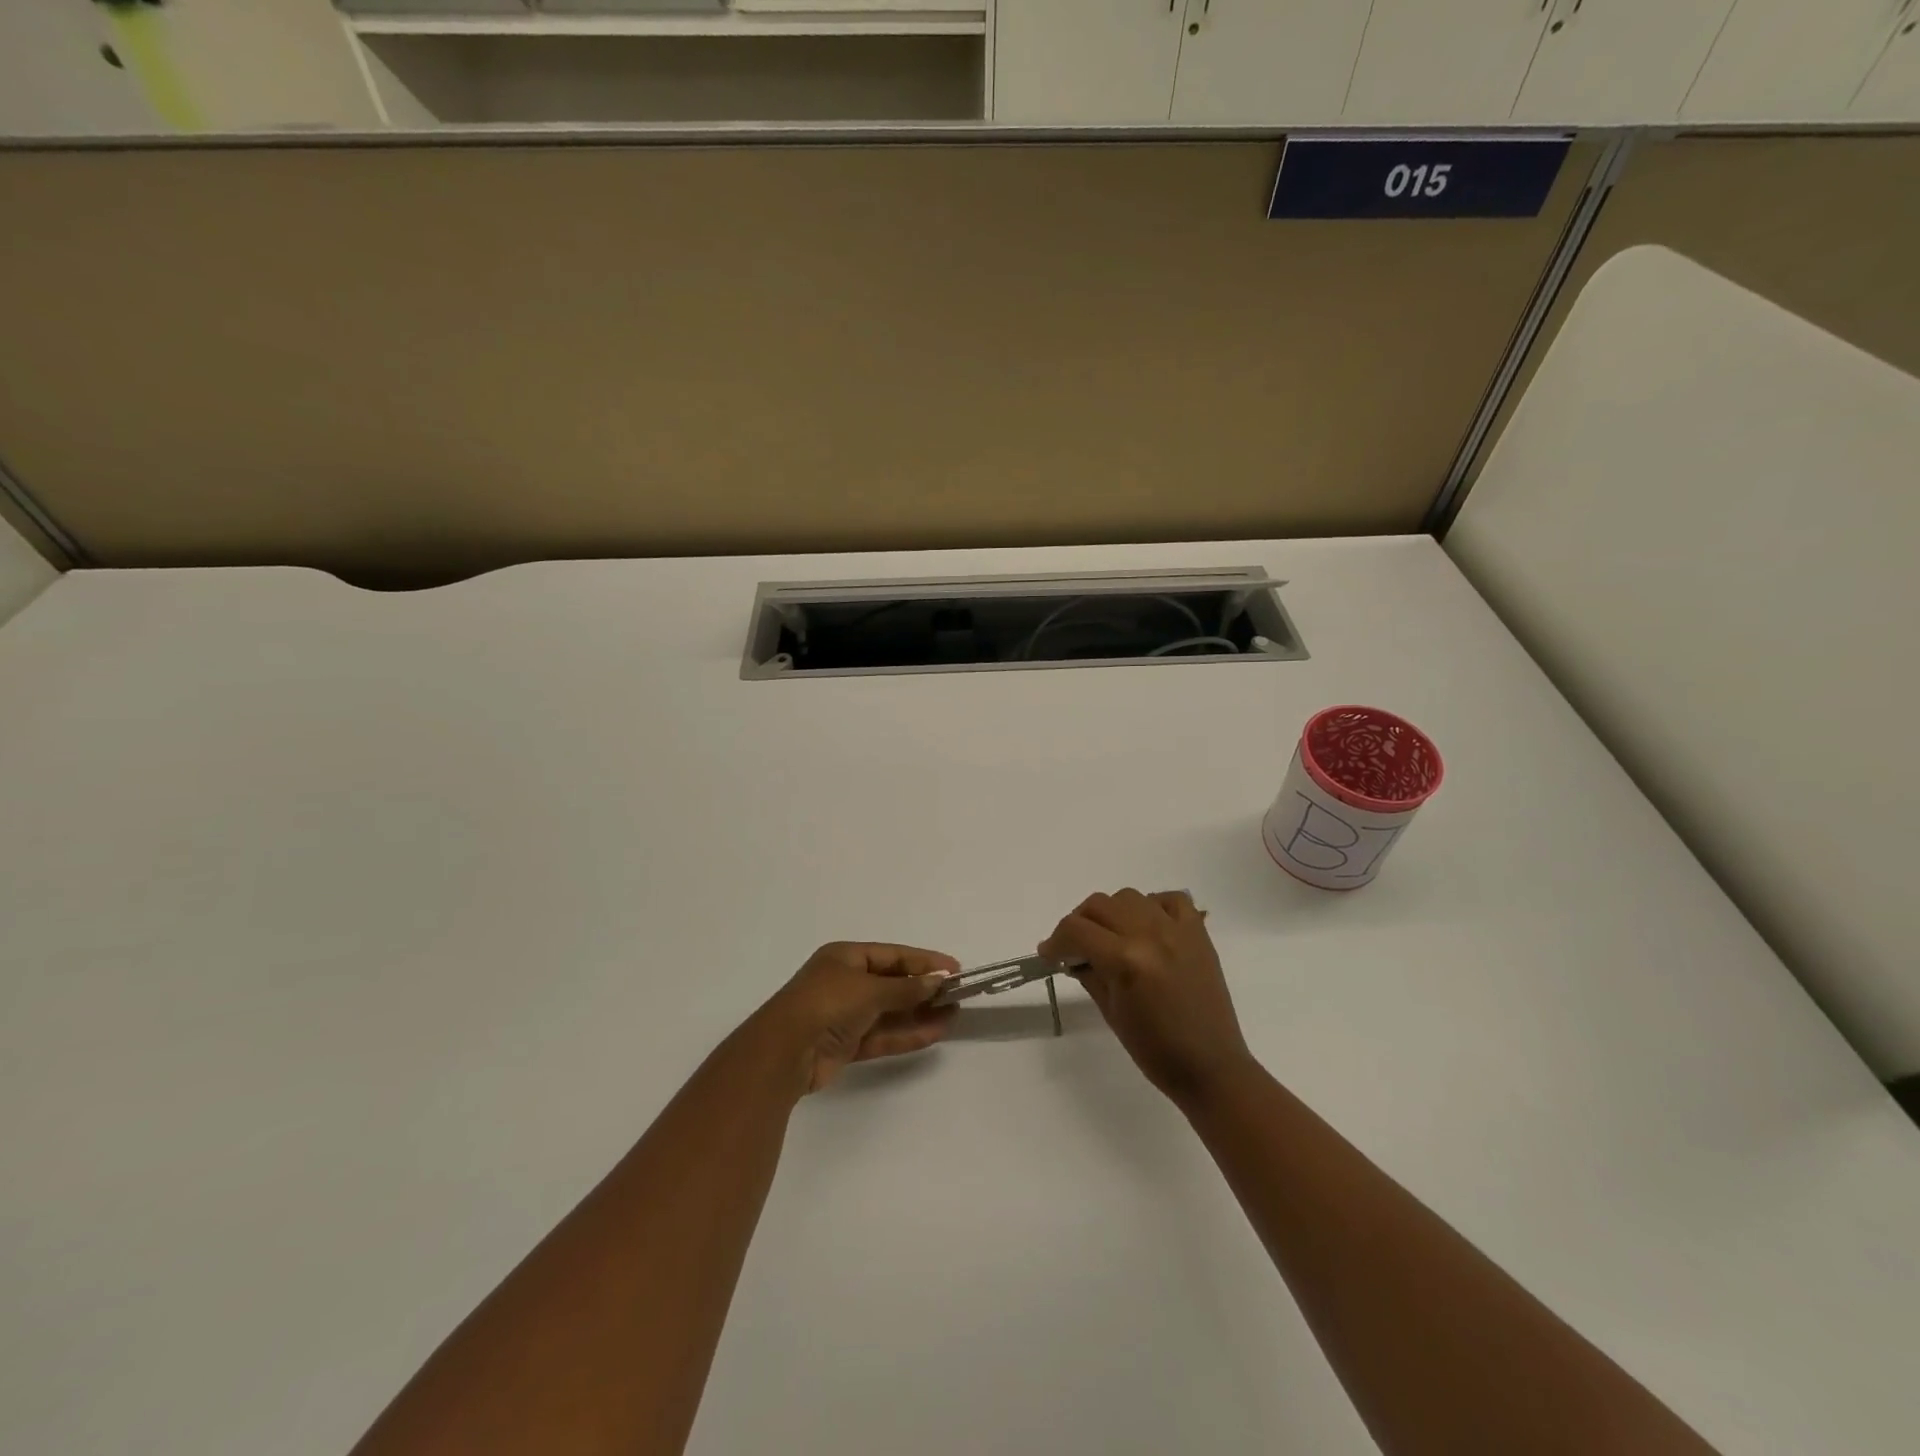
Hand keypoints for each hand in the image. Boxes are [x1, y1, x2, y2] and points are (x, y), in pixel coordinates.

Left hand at [754, 942, 959, 1094]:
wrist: (784, 1052)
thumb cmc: (826, 1003)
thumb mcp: (869, 989)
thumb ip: (906, 988)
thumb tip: (938, 981)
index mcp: (845, 957)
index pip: (893, 955)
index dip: (924, 961)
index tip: (954, 969)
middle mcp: (845, 982)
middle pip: (893, 983)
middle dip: (924, 989)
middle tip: (957, 994)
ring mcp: (846, 1015)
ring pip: (890, 1011)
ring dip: (920, 1013)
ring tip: (954, 1014)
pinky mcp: (847, 1044)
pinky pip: (883, 1035)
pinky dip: (907, 1034)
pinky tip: (935, 1033)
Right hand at [1040, 889, 1255, 1108]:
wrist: (1211, 1067)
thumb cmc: (1155, 1050)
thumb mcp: (1110, 1012)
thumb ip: (1089, 974)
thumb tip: (1070, 955)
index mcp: (1126, 960)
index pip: (1076, 930)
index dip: (1055, 941)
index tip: (1048, 953)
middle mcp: (1150, 934)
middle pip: (1099, 905)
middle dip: (1079, 923)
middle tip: (1075, 946)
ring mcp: (1177, 930)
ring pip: (1130, 897)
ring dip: (1112, 912)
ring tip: (1111, 936)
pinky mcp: (1198, 933)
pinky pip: (1171, 899)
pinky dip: (1153, 905)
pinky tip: (1147, 926)